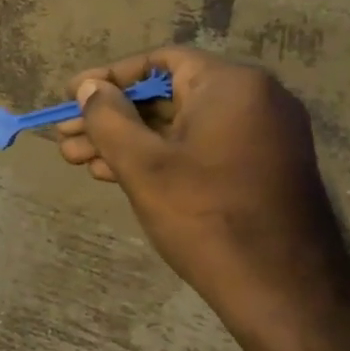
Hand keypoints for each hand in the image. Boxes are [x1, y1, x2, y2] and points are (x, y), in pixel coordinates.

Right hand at [57, 47, 349, 341]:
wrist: (284, 289)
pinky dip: (158, 156)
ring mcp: (261, 136)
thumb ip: (108, 118)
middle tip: (65, 137)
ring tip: (78, 161)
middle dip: (110, 117)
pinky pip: (199, 147)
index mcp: (232, 85)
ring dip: (127, 140)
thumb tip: (89, 88)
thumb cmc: (205, 216)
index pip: (159, 61)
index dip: (109, 77)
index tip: (71, 95)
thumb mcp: (142, 164)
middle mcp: (254, 100)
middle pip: (167, 95)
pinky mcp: (260, 167)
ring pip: (179, 126)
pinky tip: (115, 174)